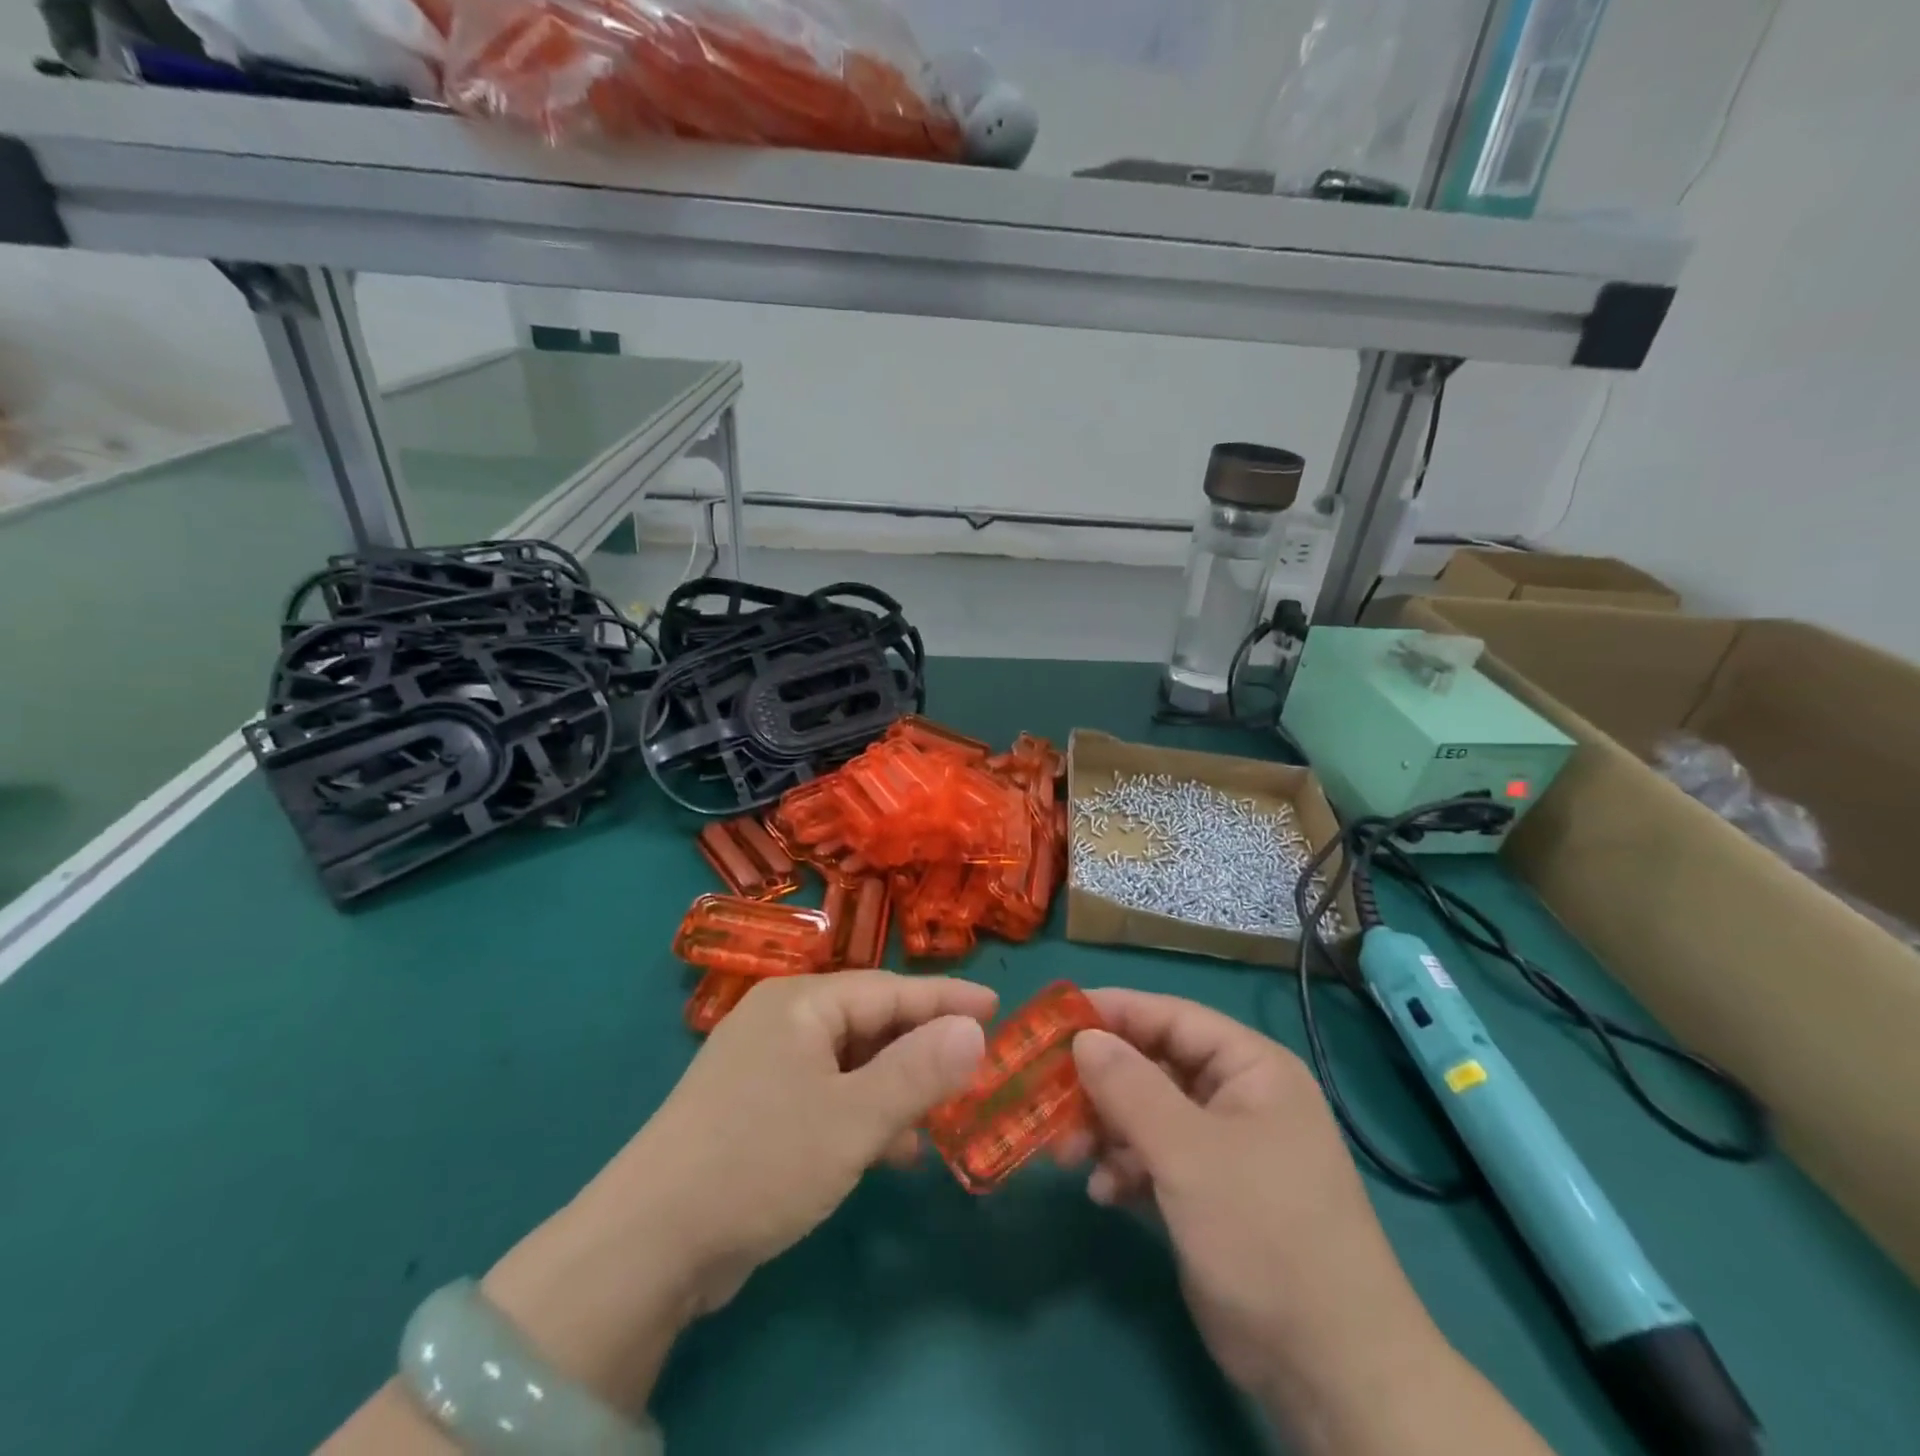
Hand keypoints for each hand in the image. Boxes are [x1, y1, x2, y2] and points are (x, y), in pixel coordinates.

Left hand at [588, 970, 994, 1312]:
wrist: (647, 1245)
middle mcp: (781, 1021)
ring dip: (895, 1086)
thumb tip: (973, 1030)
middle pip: (869, 1022)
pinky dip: (862, 1113)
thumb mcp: (852, 1119)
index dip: (946, 999)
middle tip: (974, 1064)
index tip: (995, 1006)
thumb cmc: (761, 1162)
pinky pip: (826, 1095)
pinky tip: (891, 1149)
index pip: (889, 989)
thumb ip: (918, 1072)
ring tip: (942, 1114)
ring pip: (849, 1062)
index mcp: (800, 1003)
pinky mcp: (754, 1109)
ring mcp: (763, 1066)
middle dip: (922, 1047)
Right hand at [1070, 991, 1445, 1426]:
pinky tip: (1103, 1194)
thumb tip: (1083, 1037)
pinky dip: (1124, 1169)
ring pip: (1147, 1114)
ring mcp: (1223, 1149)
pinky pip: (1154, 1159)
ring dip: (1105, 1130)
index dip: (1114, 1012)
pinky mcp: (1209, 1195)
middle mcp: (1237, 1098)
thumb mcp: (1189, 1152)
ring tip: (1067, 1155)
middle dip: (1102, 1083)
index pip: (1172, 1016)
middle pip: (1154, 1066)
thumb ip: (1130, 1087)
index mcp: (1251, 1068)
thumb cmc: (1264, 1233)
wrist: (1329, 1370)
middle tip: (1048, 1095)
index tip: (1055, 1019)